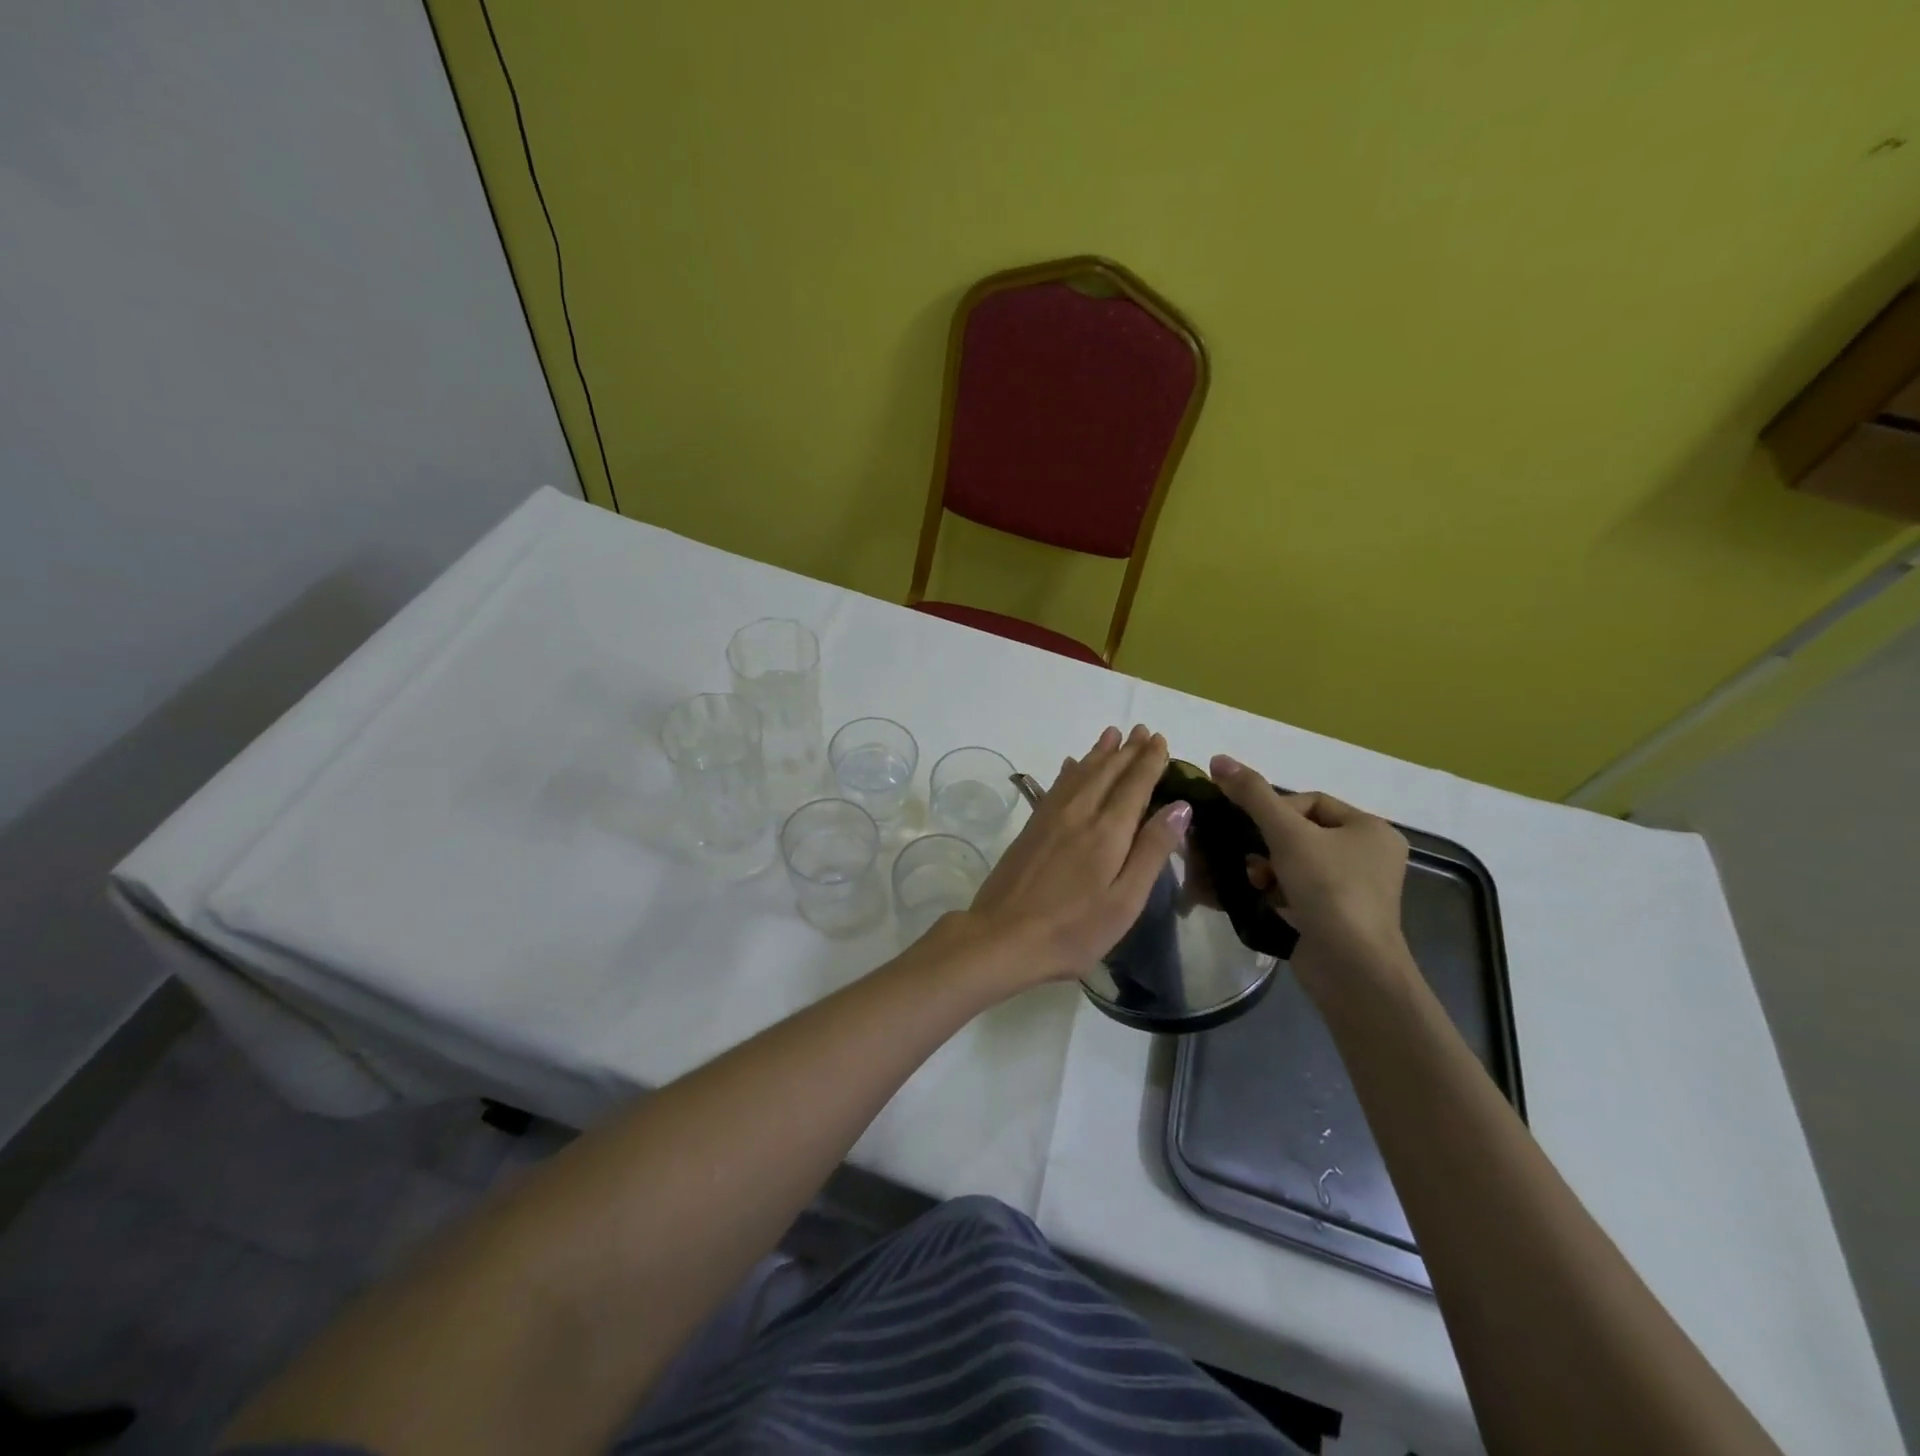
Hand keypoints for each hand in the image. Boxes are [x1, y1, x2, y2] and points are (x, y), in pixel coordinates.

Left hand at [962, 725, 1188, 984]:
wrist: (1002, 936)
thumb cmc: (1073, 929)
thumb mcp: (1125, 900)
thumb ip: (1152, 850)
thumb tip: (1180, 806)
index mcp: (1107, 831)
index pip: (1134, 785)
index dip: (1149, 761)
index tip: (1160, 739)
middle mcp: (1079, 813)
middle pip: (1106, 772)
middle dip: (1127, 750)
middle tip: (1142, 730)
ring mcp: (1050, 818)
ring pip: (1079, 773)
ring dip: (1098, 753)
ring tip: (1112, 734)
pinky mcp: (1031, 828)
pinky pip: (1056, 787)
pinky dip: (1069, 771)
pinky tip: (1071, 765)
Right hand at [1208, 755, 1409, 976]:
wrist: (1351, 968)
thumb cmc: (1328, 890)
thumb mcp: (1287, 834)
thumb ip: (1252, 794)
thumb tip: (1218, 759)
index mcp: (1371, 829)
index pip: (1310, 802)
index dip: (1275, 810)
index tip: (1254, 830)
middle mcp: (1369, 856)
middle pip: (1300, 832)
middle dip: (1267, 844)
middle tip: (1250, 859)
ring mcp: (1355, 890)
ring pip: (1295, 862)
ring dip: (1267, 868)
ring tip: (1254, 881)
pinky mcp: (1337, 917)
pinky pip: (1298, 890)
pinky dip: (1276, 890)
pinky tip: (1261, 898)